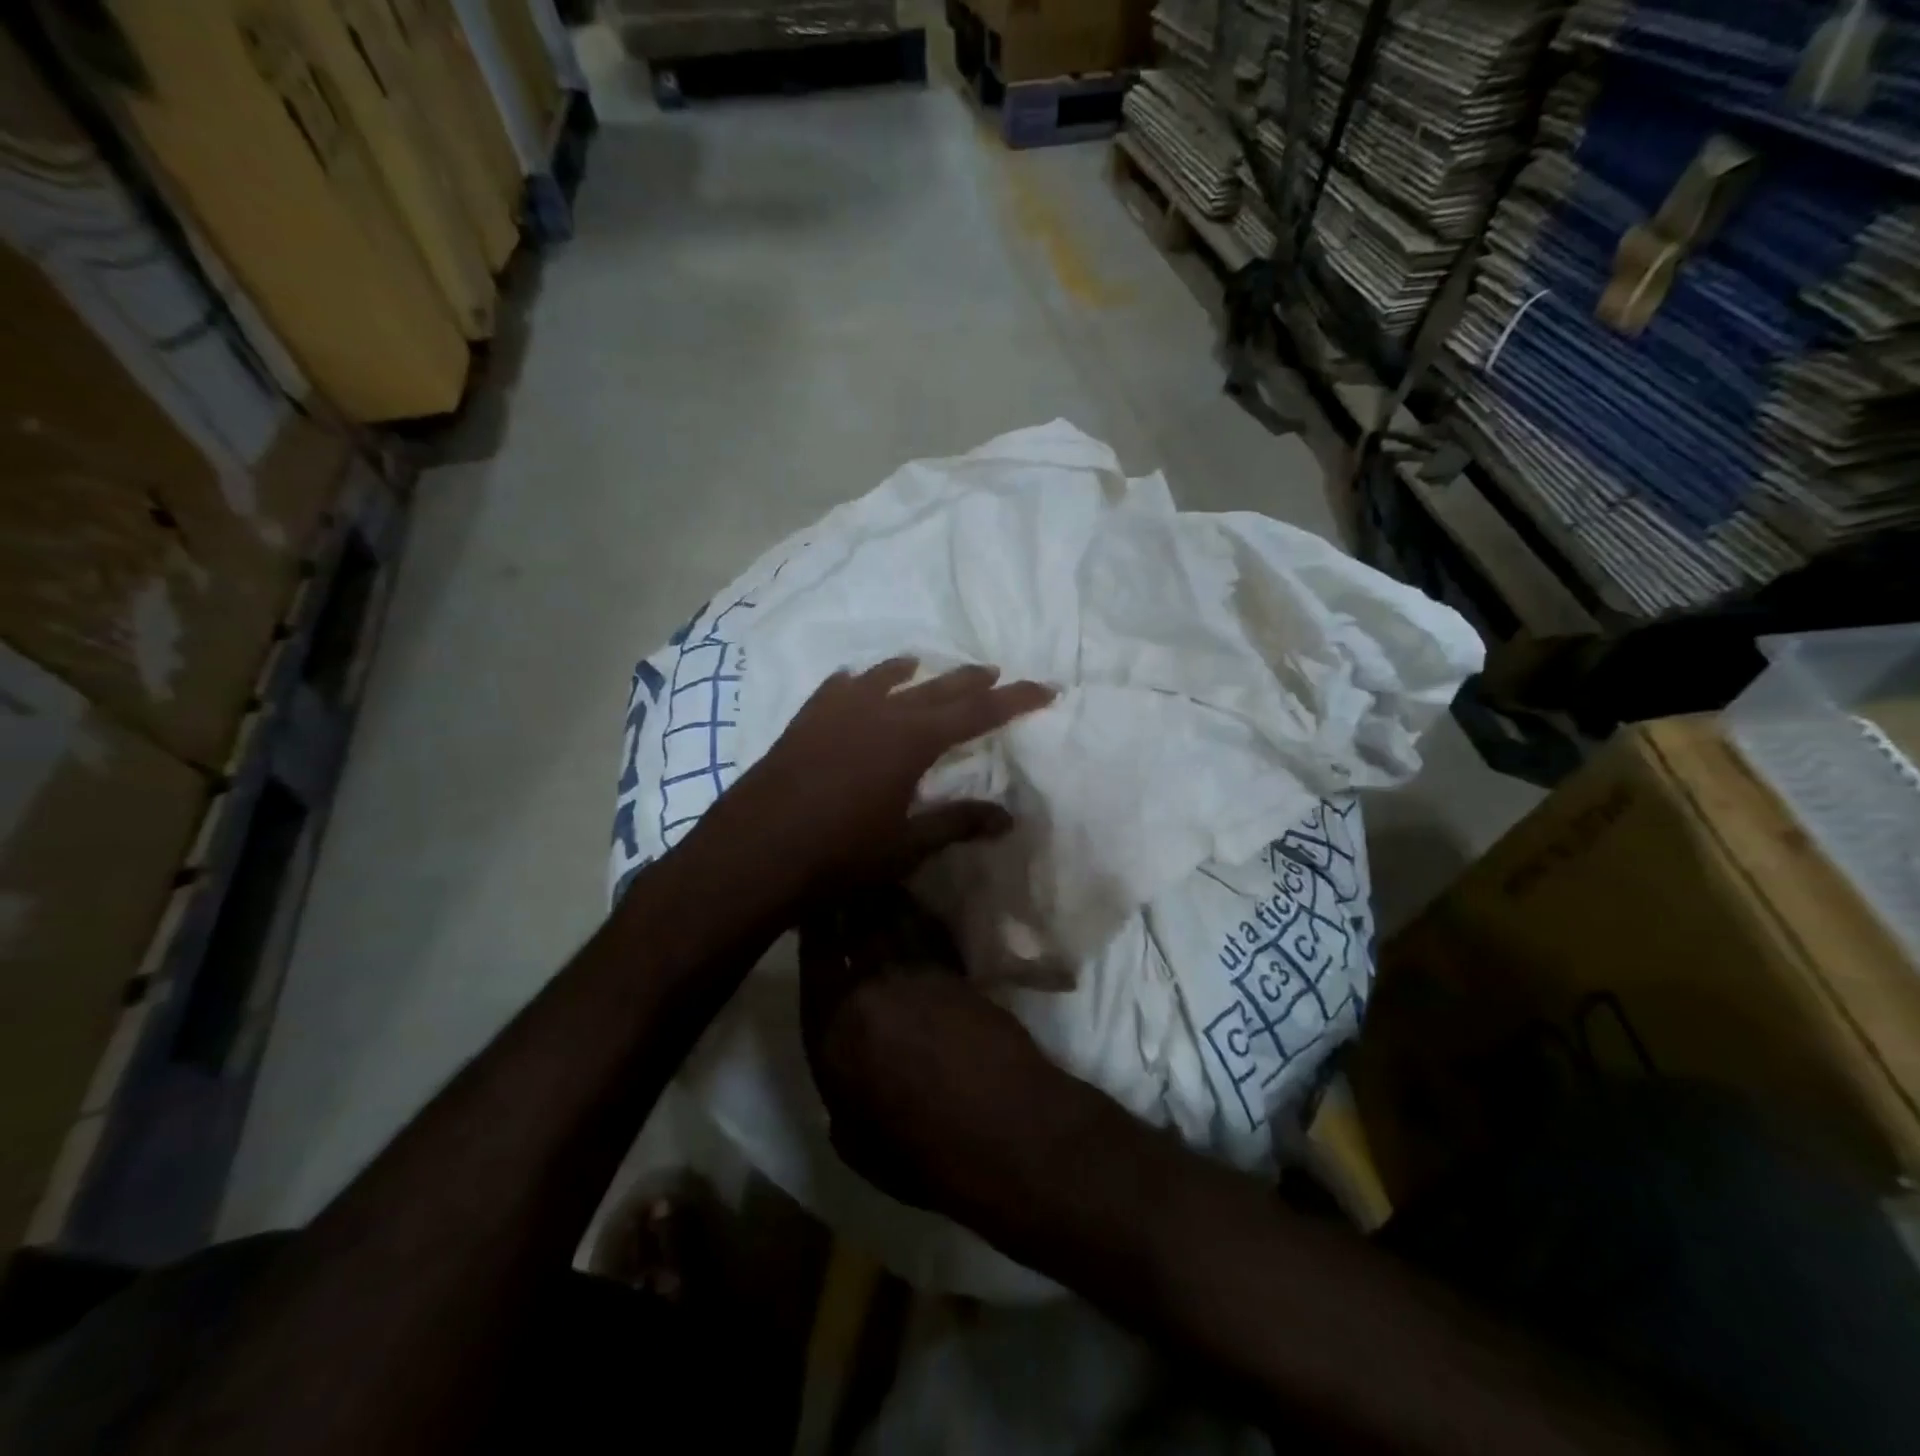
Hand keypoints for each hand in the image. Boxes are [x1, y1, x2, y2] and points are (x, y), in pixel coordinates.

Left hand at [690, 658, 1054, 905]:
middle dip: (971, 681)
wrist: (754, 853)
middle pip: (937, 687)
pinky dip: (860, 680)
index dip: (1014, 700)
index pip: (977, 712)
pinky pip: (840, 687)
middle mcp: (880, 711)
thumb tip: (1007, 818)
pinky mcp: (806, 719)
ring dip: (914, 672)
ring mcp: (838, 710)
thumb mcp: (906, 845)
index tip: (1044, 688)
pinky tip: (858, 680)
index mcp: (912, 740)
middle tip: (995, 673)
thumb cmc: (839, 855)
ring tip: (926, 664)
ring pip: (886, 677)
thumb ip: (957, 824)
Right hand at [798, 885, 1062, 1211]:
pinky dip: (920, 917)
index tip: (813, 905)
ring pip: (893, 919)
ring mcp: (917, 974)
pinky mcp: (956, 971)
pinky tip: (916, 908)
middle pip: (852, 926)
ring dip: (883, 897)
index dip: (813, 928)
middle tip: (844, 876)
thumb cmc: (921, 1154)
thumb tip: (847, 1079)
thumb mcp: (856, 1145)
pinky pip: (929, 933)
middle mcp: (867, 989)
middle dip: (846, 896)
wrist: (1003, 1132)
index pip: (814, 961)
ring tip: (876, 878)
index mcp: (831, 1030)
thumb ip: (840, 1099)